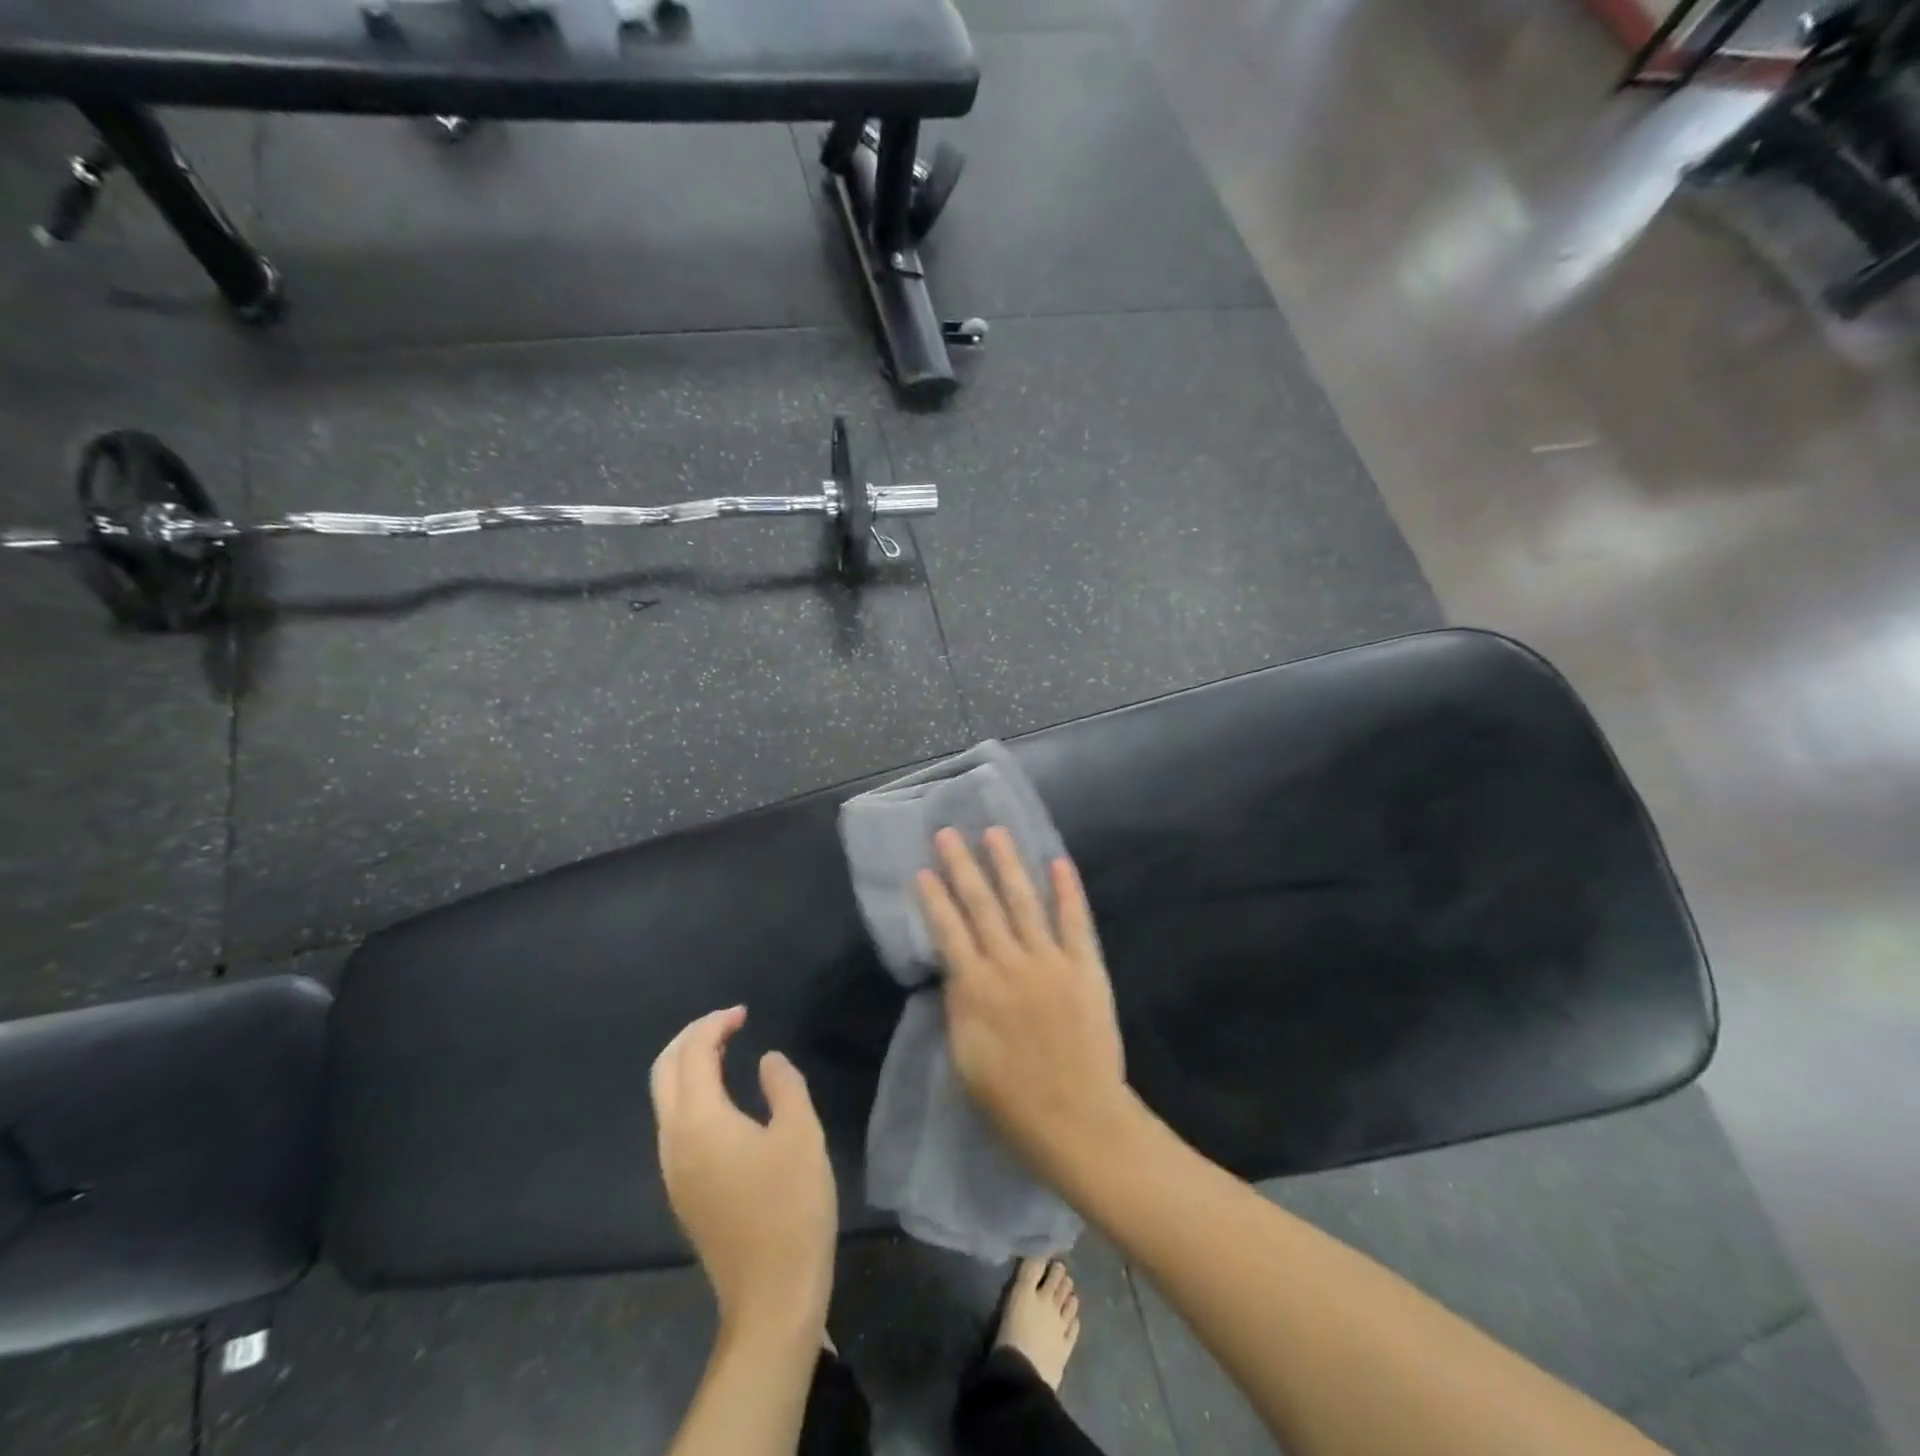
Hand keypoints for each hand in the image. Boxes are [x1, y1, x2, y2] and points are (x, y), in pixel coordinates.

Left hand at [650, 1007, 836, 1339]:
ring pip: (665, 1100)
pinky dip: (692, 1094)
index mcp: (699, 1122)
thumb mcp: (801, 1134)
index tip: (744, 1013)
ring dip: (688, 1065)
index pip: (692, 1054)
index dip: (714, 1025)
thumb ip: (784, 1085)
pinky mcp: (683, 1191)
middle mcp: (674, 1142)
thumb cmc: (791, 1207)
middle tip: (728, 1023)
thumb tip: (767, 1060)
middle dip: (690, 1038)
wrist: (772, 1295)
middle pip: (663, 1073)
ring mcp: (673, 1171)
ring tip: (727, 1051)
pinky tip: (724, 1099)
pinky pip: (675, 1124)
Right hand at [917, 828, 1130, 1176]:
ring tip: (996, 832)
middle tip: (949, 833)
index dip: (934, 898)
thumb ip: (959, 1006)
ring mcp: (1051, 962)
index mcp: (977, 988)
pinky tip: (1057, 861)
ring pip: (1025, 901)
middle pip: (982, 905)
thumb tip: (953, 969)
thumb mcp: (965, 1058)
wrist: (1078, 1120)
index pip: (948, 931)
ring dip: (1008, 864)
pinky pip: (1074, 921)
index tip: (922, 869)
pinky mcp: (1085, 967)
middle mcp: (1010, 964)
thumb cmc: (1011, 1101)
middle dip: (963, 867)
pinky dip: (1066, 890)